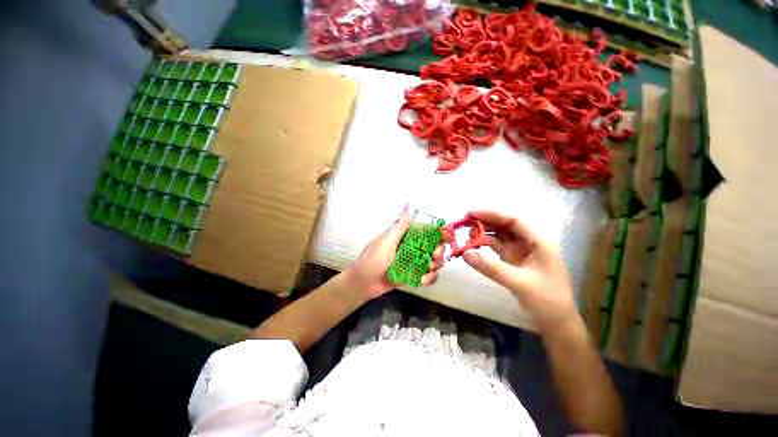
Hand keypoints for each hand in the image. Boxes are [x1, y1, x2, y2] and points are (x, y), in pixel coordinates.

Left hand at [345, 206, 444, 299]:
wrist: (364, 283)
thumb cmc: (373, 259)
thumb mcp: (387, 240)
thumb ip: (400, 225)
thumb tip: (409, 205)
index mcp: (406, 237)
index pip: (426, 231)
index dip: (439, 233)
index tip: (446, 237)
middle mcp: (412, 248)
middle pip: (434, 247)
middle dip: (438, 252)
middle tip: (434, 257)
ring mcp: (413, 262)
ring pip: (434, 262)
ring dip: (435, 266)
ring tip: (427, 269)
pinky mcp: (413, 275)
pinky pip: (427, 276)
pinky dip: (429, 278)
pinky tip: (422, 280)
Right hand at [462, 210, 576, 328]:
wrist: (555, 321)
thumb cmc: (547, 300)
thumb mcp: (519, 283)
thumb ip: (491, 268)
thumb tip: (465, 253)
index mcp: (538, 240)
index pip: (514, 219)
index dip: (492, 214)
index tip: (471, 213)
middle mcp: (529, 241)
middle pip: (504, 225)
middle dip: (484, 222)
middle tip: (463, 223)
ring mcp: (520, 250)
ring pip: (499, 235)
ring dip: (482, 233)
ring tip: (465, 233)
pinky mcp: (513, 259)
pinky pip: (496, 247)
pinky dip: (483, 245)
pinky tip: (472, 246)